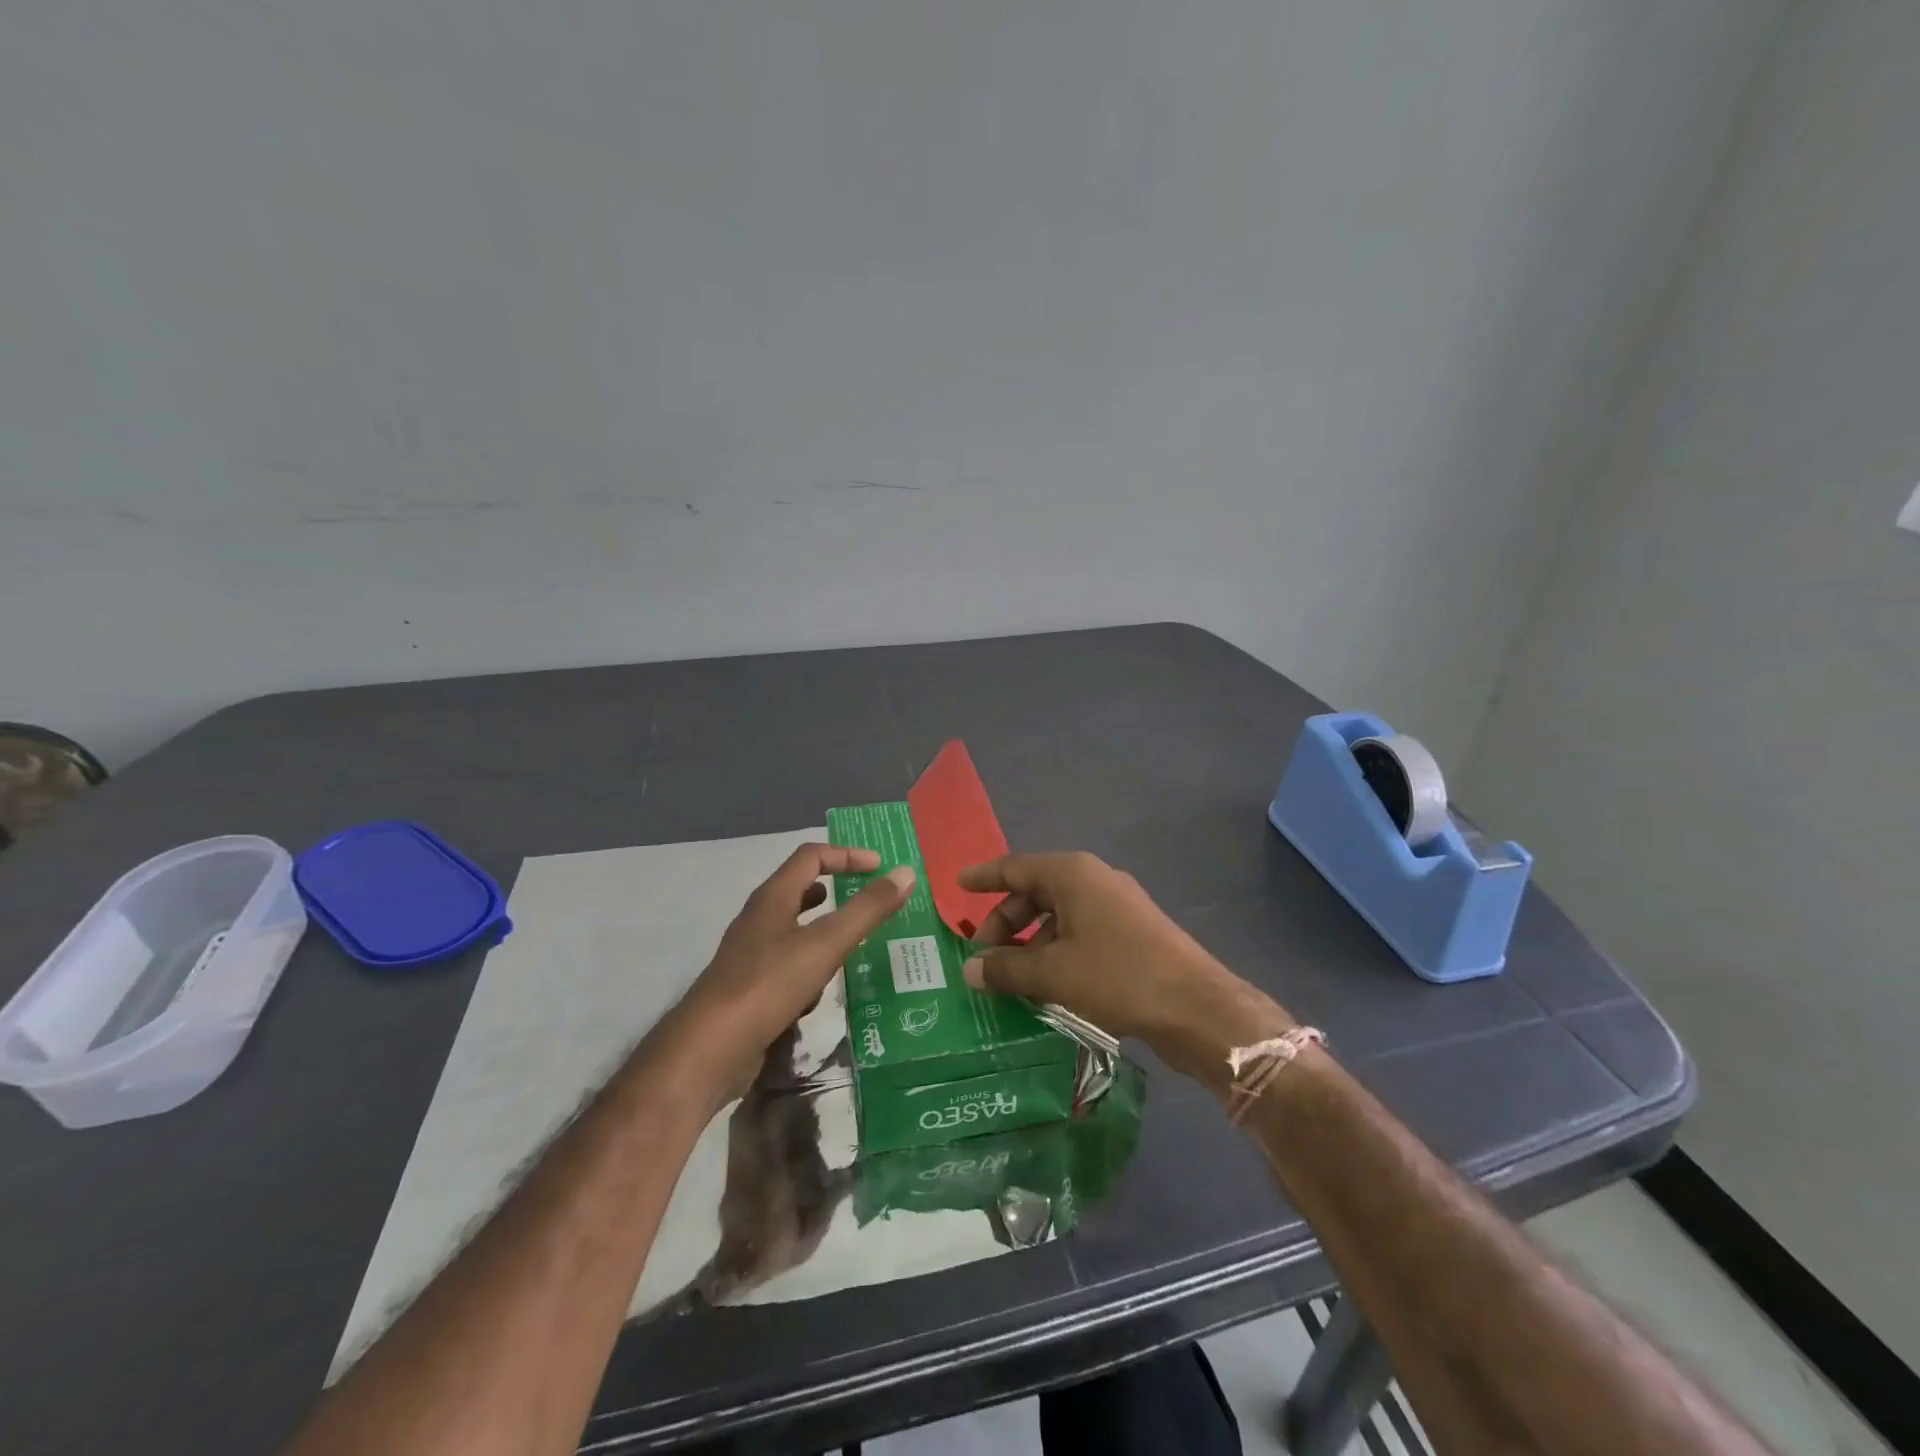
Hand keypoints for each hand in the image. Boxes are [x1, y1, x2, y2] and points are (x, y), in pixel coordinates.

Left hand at [669, 844, 914, 1106]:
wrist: (708, 1051)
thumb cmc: (768, 985)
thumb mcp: (825, 945)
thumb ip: (867, 910)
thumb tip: (906, 873)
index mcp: (773, 898)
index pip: (811, 856)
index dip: (847, 855)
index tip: (880, 868)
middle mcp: (759, 919)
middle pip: (799, 888)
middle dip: (836, 887)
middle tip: (869, 898)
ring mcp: (751, 955)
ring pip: (794, 928)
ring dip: (823, 926)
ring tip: (854, 938)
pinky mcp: (750, 988)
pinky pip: (787, 964)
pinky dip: (811, 964)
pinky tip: (824, 988)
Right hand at [958, 852, 1292, 1084]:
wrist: (1196, 1006)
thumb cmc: (1117, 976)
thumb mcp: (1053, 973)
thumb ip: (1006, 968)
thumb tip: (970, 969)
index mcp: (1072, 874)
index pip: (1015, 867)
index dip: (984, 877)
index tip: (957, 883)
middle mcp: (1093, 881)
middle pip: (1035, 893)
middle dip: (1005, 923)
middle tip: (983, 958)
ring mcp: (1115, 907)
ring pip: (1057, 917)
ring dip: (1030, 944)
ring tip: (1011, 980)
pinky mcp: (1130, 934)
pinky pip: (1079, 934)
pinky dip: (1056, 953)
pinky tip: (1046, 986)